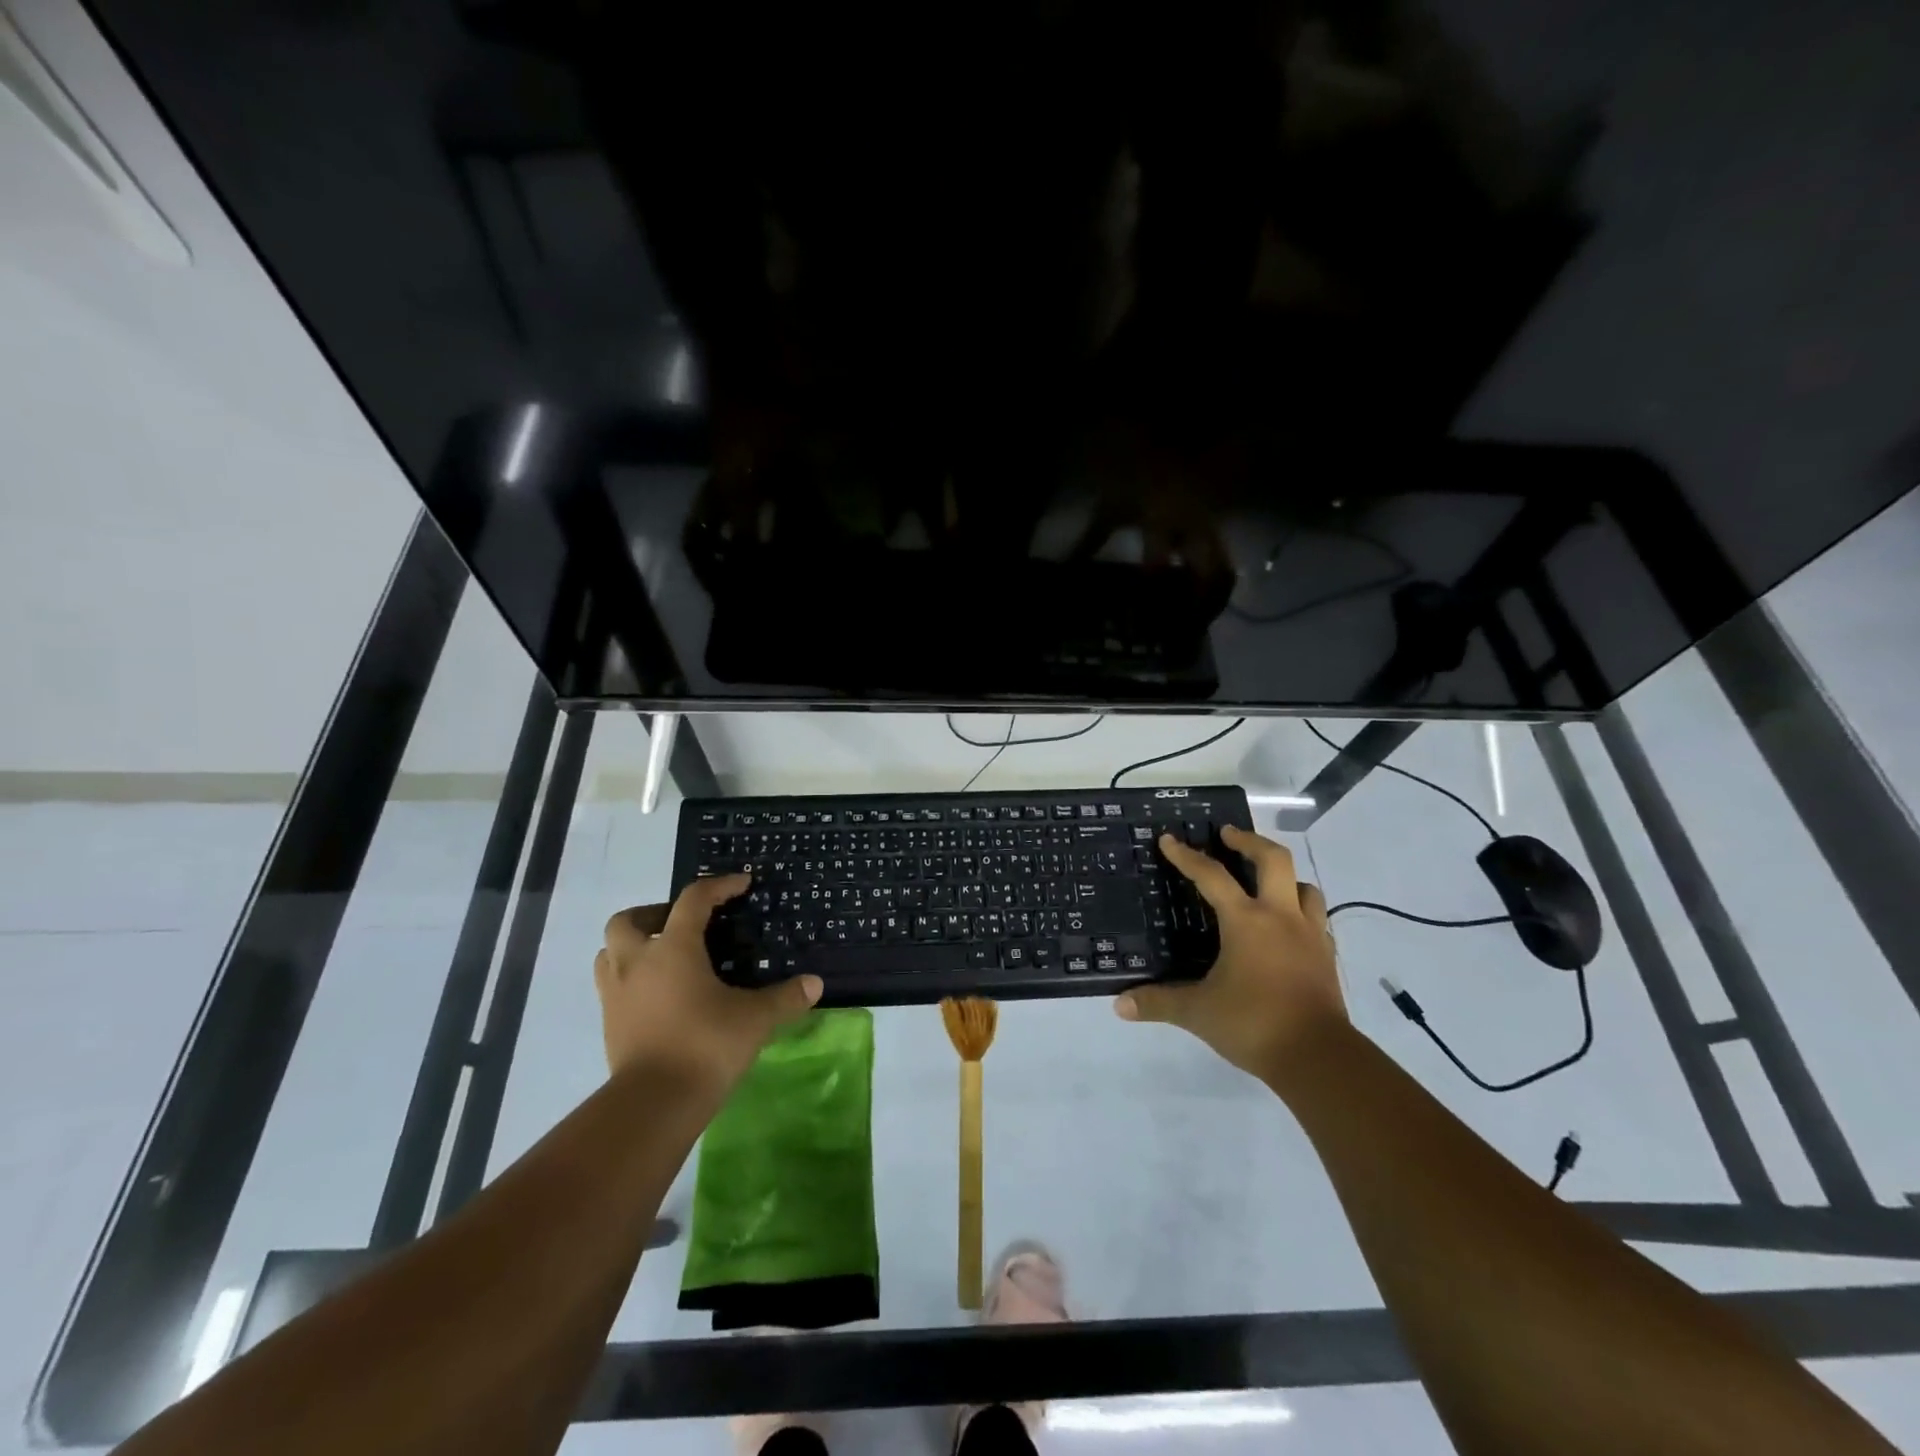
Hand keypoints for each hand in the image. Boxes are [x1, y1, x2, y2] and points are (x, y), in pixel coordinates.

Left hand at [595, 876, 822, 1094]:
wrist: (653, 1103)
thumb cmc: (705, 1046)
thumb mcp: (754, 1019)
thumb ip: (784, 998)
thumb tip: (815, 984)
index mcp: (673, 949)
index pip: (693, 900)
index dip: (719, 886)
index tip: (741, 884)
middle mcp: (637, 962)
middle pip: (629, 920)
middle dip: (654, 914)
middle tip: (682, 925)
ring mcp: (616, 994)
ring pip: (610, 952)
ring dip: (633, 946)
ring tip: (664, 957)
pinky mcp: (609, 1023)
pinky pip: (612, 986)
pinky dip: (631, 979)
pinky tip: (658, 995)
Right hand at [1114, 826, 1345, 1077]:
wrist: (1319, 1058)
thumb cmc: (1254, 1023)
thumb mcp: (1198, 1012)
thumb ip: (1159, 1002)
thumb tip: (1120, 1005)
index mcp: (1246, 921)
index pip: (1211, 876)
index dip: (1187, 856)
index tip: (1169, 839)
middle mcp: (1281, 917)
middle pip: (1274, 859)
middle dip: (1250, 841)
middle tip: (1228, 835)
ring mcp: (1310, 935)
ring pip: (1305, 886)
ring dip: (1284, 876)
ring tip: (1265, 880)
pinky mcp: (1327, 956)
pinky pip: (1317, 919)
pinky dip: (1301, 911)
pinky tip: (1289, 927)